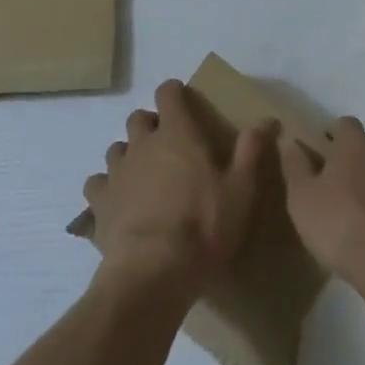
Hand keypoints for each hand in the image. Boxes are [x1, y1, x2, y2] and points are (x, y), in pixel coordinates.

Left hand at [82, 79, 273, 294]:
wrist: (153, 272)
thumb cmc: (203, 225)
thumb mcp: (241, 190)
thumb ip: (251, 151)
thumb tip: (268, 119)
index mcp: (177, 133)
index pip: (168, 93)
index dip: (174, 92)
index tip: (183, 100)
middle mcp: (142, 144)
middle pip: (138, 119)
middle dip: (150, 125)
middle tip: (167, 145)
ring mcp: (117, 173)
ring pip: (116, 149)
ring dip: (128, 155)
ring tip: (142, 175)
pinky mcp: (99, 204)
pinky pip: (96, 185)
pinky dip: (105, 189)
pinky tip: (116, 203)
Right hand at [280, 117, 364, 286]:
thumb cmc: (340, 224)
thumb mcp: (302, 197)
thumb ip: (295, 166)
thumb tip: (291, 141)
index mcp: (355, 142)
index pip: (345, 124)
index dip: (332, 136)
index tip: (320, 155)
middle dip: (354, 156)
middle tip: (336, 182)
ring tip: (357, 208)